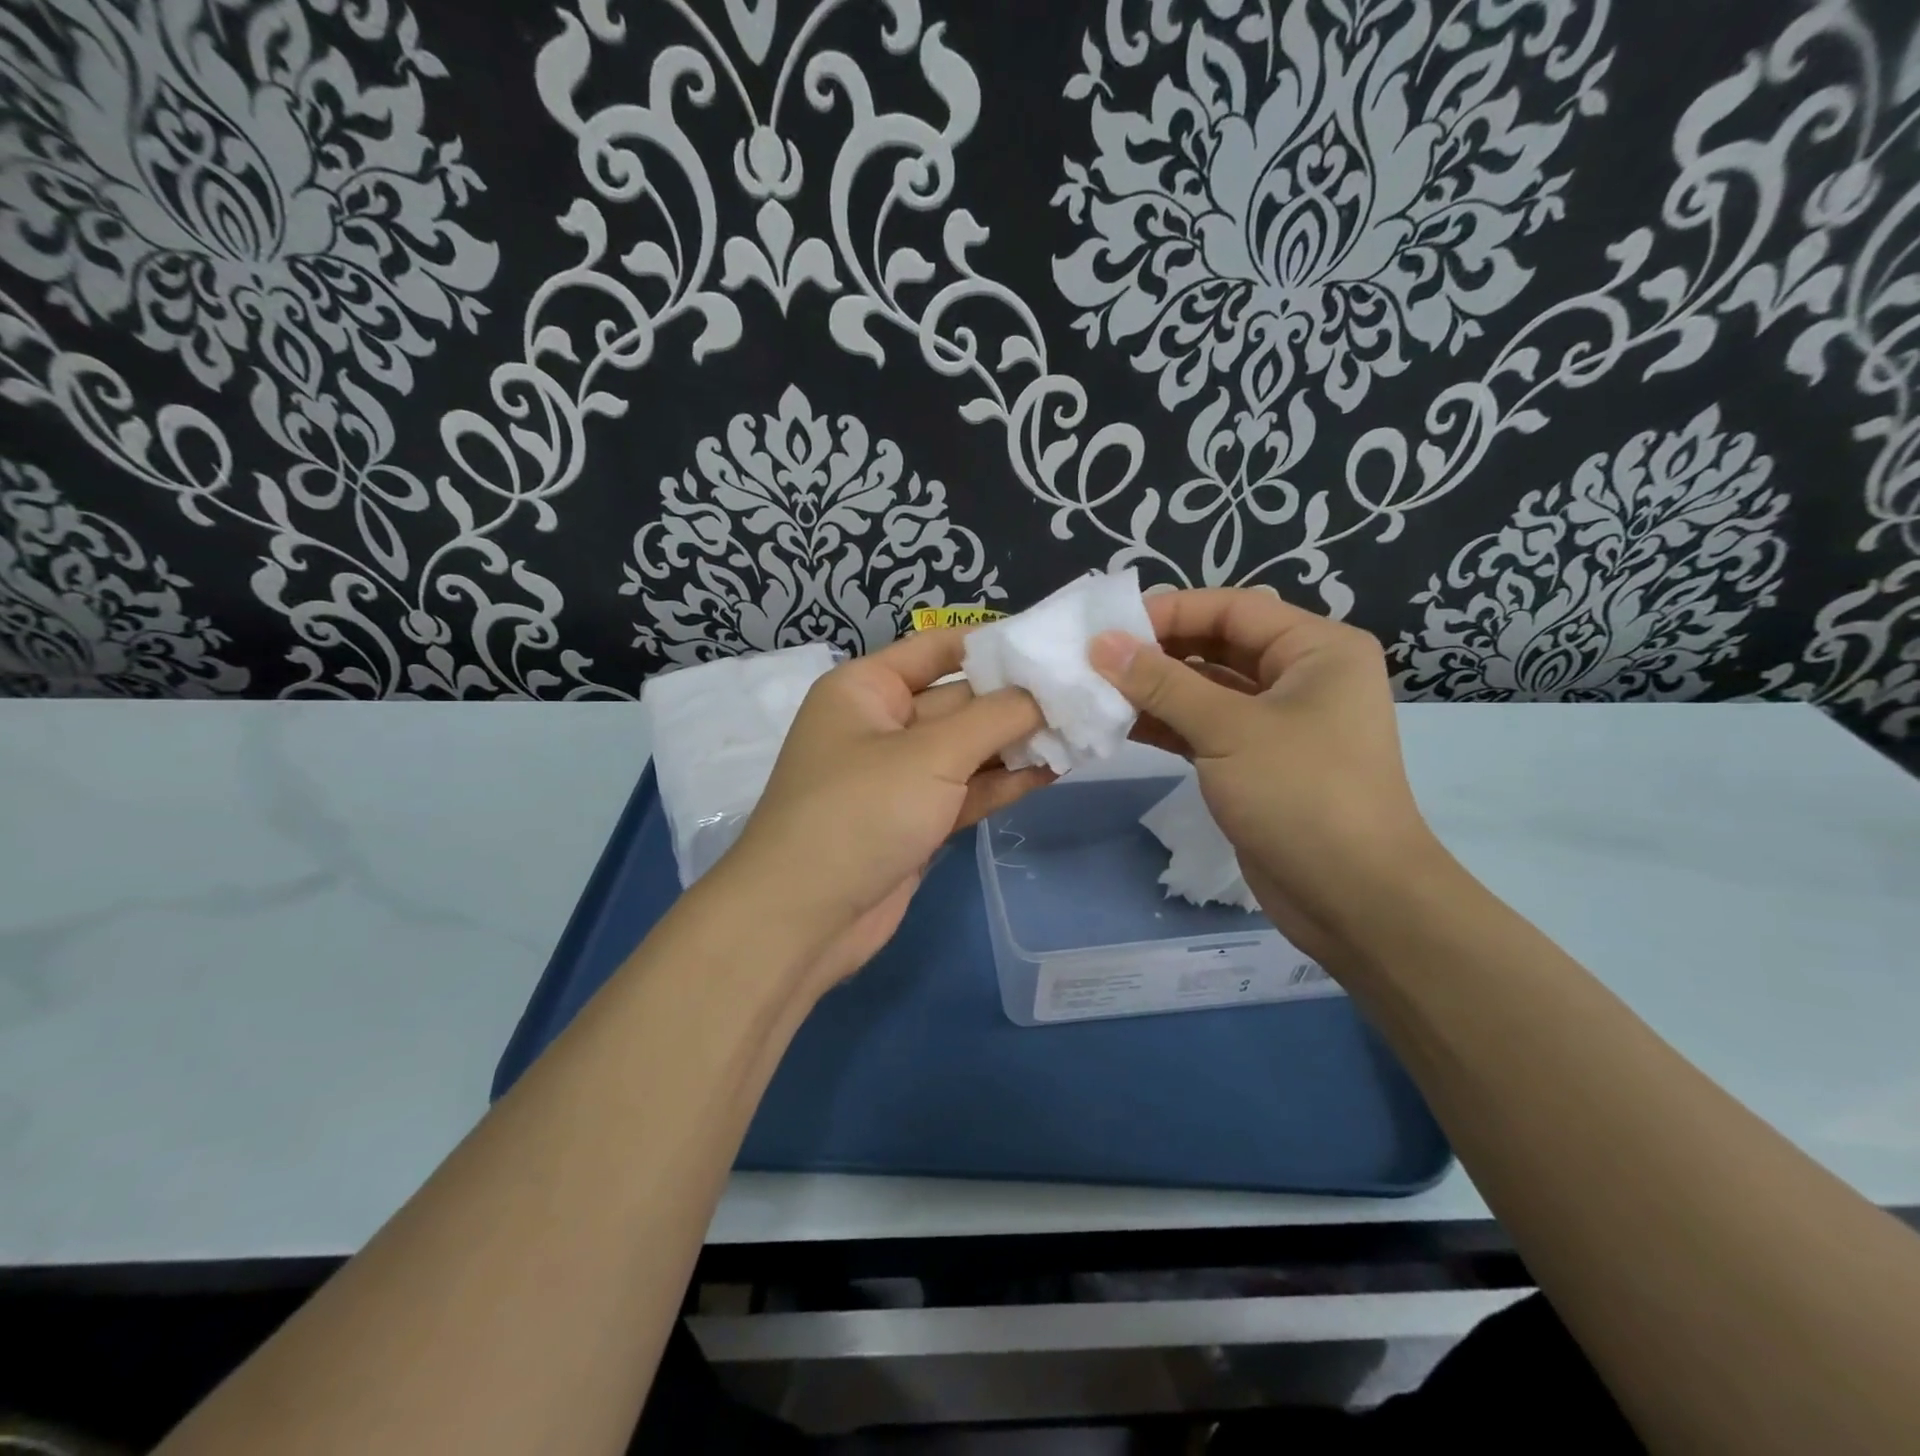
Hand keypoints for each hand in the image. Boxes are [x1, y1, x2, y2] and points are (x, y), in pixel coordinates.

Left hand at [704, 630, 1051, 997]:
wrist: (803, 920)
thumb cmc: (859, 813)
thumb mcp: (930, 754)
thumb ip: (996, 717)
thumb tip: (1048, 689)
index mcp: (866, 688)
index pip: (938, 648)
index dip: (995, 644)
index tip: (1055, 644)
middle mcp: (882, 724)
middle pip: (961, 699)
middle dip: (1018, 699)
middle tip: (1086, 692)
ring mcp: (900, 776)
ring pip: (968, 748)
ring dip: (1019, 743)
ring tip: (1084, 730)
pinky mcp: (916, 820)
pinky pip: (967, 789)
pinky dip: (1005, 782)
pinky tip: (1055, 770)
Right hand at [1088, 589, 1443, 961]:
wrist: (1353, 899)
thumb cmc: (1302, 796)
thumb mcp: (1229, 730)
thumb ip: (1162, 683)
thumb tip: (1101, 644)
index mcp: (1316, 649)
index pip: (1232, 608)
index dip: (1169, 611)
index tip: (1108, 626)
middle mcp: (1301, 676)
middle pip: (1218, 645)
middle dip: (1158, 651)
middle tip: (1095, 658)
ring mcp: (1278, 722)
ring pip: (1206, 689)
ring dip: (1155, 690)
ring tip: (1097, 690)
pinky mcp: (1256, 761)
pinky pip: (1204, 727)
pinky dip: (1166, 724)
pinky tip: (1120, 723)